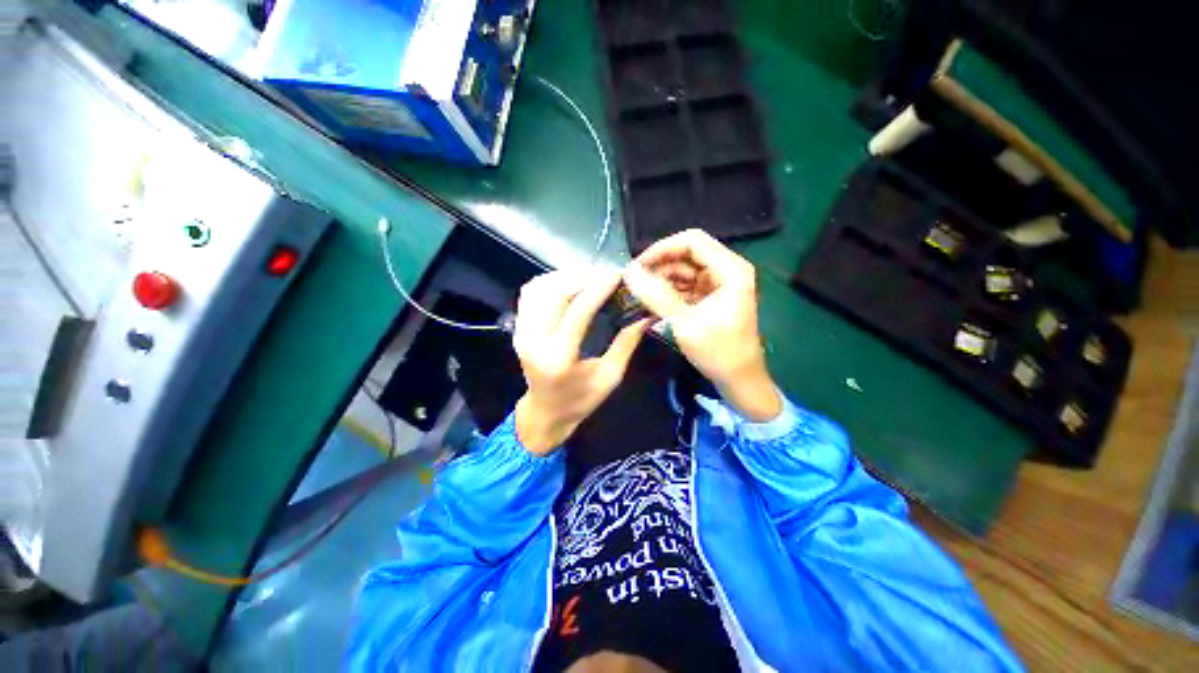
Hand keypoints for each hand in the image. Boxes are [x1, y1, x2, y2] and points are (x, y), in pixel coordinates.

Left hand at [512, 269, 650, 454]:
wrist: (545, 411)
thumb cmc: (580, 400)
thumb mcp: (610, 377)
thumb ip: (627, 343)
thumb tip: (646, 314)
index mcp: (559, 358)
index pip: (578, 311)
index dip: (599, 288)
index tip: (618, 275)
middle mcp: (534, 341)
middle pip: (555, 292)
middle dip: (583, 276)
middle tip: (607, 274)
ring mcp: (521, 332)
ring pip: (540, 287)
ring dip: (566, 276)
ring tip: (591, 276)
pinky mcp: (518, 327)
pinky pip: (531, 293)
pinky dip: (550, 281)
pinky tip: (569, 283)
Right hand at [623, 230, 780, 421]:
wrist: (739, 381)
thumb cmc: (718, 352)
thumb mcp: (685, 323)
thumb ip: (656, 295)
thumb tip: (629, 272)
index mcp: (730, 269)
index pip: (692, 241)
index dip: (662, 249)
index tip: (638, 266)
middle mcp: (726, 270)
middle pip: (687, 254)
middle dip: (660, 266)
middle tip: (634, 282)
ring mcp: (719, 284)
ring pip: (684, 270)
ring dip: (662, 280)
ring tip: (640, 294)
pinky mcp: (711, 298)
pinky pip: (685, 286)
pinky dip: (669, 292)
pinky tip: (653, 302)